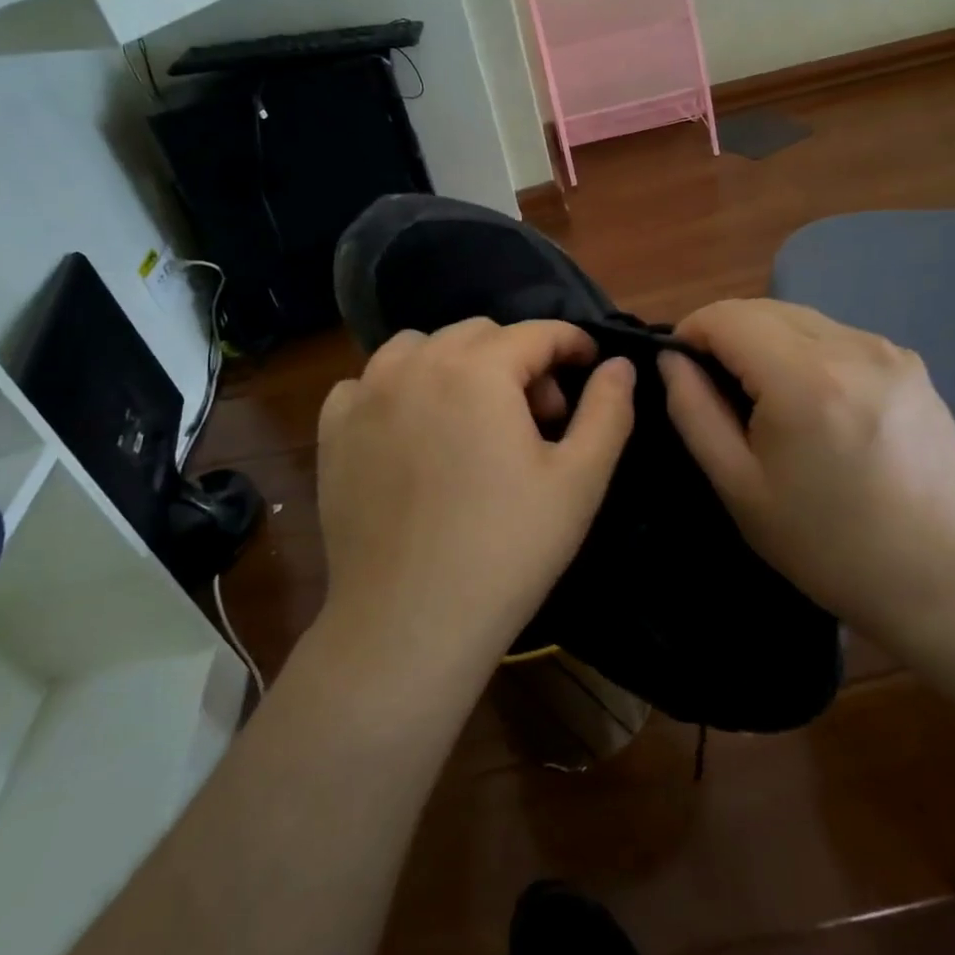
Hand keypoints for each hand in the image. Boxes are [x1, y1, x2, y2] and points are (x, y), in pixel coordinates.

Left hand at [315, 318, 635, 677]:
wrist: (409, 621)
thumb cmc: (507, 549)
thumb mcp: (579, 480)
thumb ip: (608, 411)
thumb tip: (620, 365)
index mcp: (479, 371)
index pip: (536, 333)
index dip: (571, 343)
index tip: (589, 365)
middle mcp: (417, 366)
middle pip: (479, 334)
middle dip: (518, 361)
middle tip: (536, 418)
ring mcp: (366, 396)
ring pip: (419, 348)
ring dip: (455, 365)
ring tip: (471, 417)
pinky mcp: (334, 431)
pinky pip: (367, 383)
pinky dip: (397, 389)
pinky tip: (411, 431)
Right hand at [659, 298, 954, 630]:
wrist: (934, 574)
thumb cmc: (823, 542)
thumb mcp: (738, 484)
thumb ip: (694, 411)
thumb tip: (673, 360)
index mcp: (804, 380)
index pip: (728, 316)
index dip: (691, 332)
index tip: (680, 367)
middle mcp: (852, 347)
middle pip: (764, 308)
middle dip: (727, 334)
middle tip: (717, 386)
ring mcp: (889, 351)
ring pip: (802, 318)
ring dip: (768, 341)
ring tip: (767, 398)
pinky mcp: (911, 363)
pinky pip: (838, 336)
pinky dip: (808, 352)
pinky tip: (816, 402)